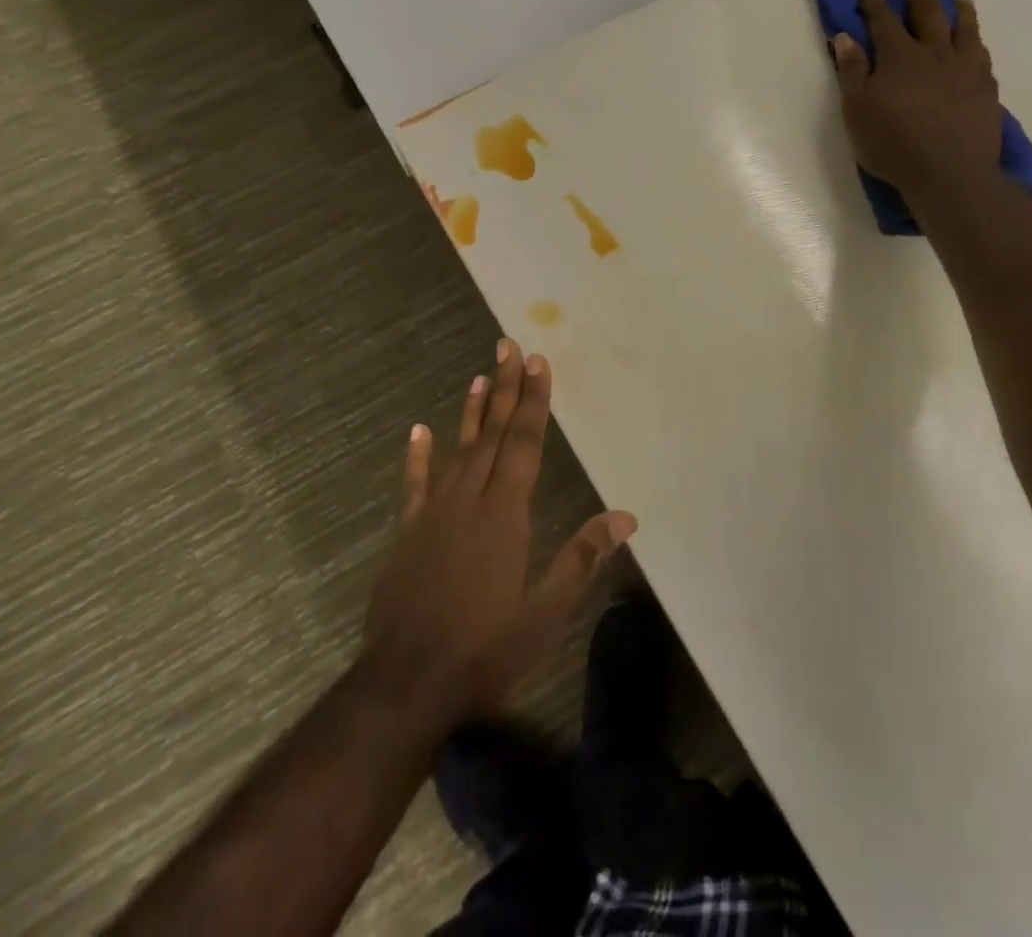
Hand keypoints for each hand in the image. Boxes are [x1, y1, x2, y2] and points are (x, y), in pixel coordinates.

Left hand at [359, 340, 636, 723]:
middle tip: (509, 345)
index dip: (533, 401)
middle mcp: (470, 500)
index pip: (525, 443)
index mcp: (506, 513)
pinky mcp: (408, 534)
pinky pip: (415, 485)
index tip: (538, 362)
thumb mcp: (545, 612)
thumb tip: (625, 516)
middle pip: (493, 433)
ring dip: (471, 412)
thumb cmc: (484, 649)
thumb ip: (582, 558)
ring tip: (480, 375)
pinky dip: (417, 456)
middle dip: (504, 388)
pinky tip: (418, 431)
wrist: (406, 685)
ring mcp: (434, 514)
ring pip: (458, 450)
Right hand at [831, 0, 1002, 198]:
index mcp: (898, 57)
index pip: (882, 18)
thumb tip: (845, 36)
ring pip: (962, 27)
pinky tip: (975, 39)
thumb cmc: (893, 145)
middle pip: (927, 11)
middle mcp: (934, 53)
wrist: (950, 174)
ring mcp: (964, 68)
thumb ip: (852, 71)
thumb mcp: (858, 111)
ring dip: (957, 7)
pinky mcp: (985, 87)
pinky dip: (976, 38)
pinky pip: (981, 53)